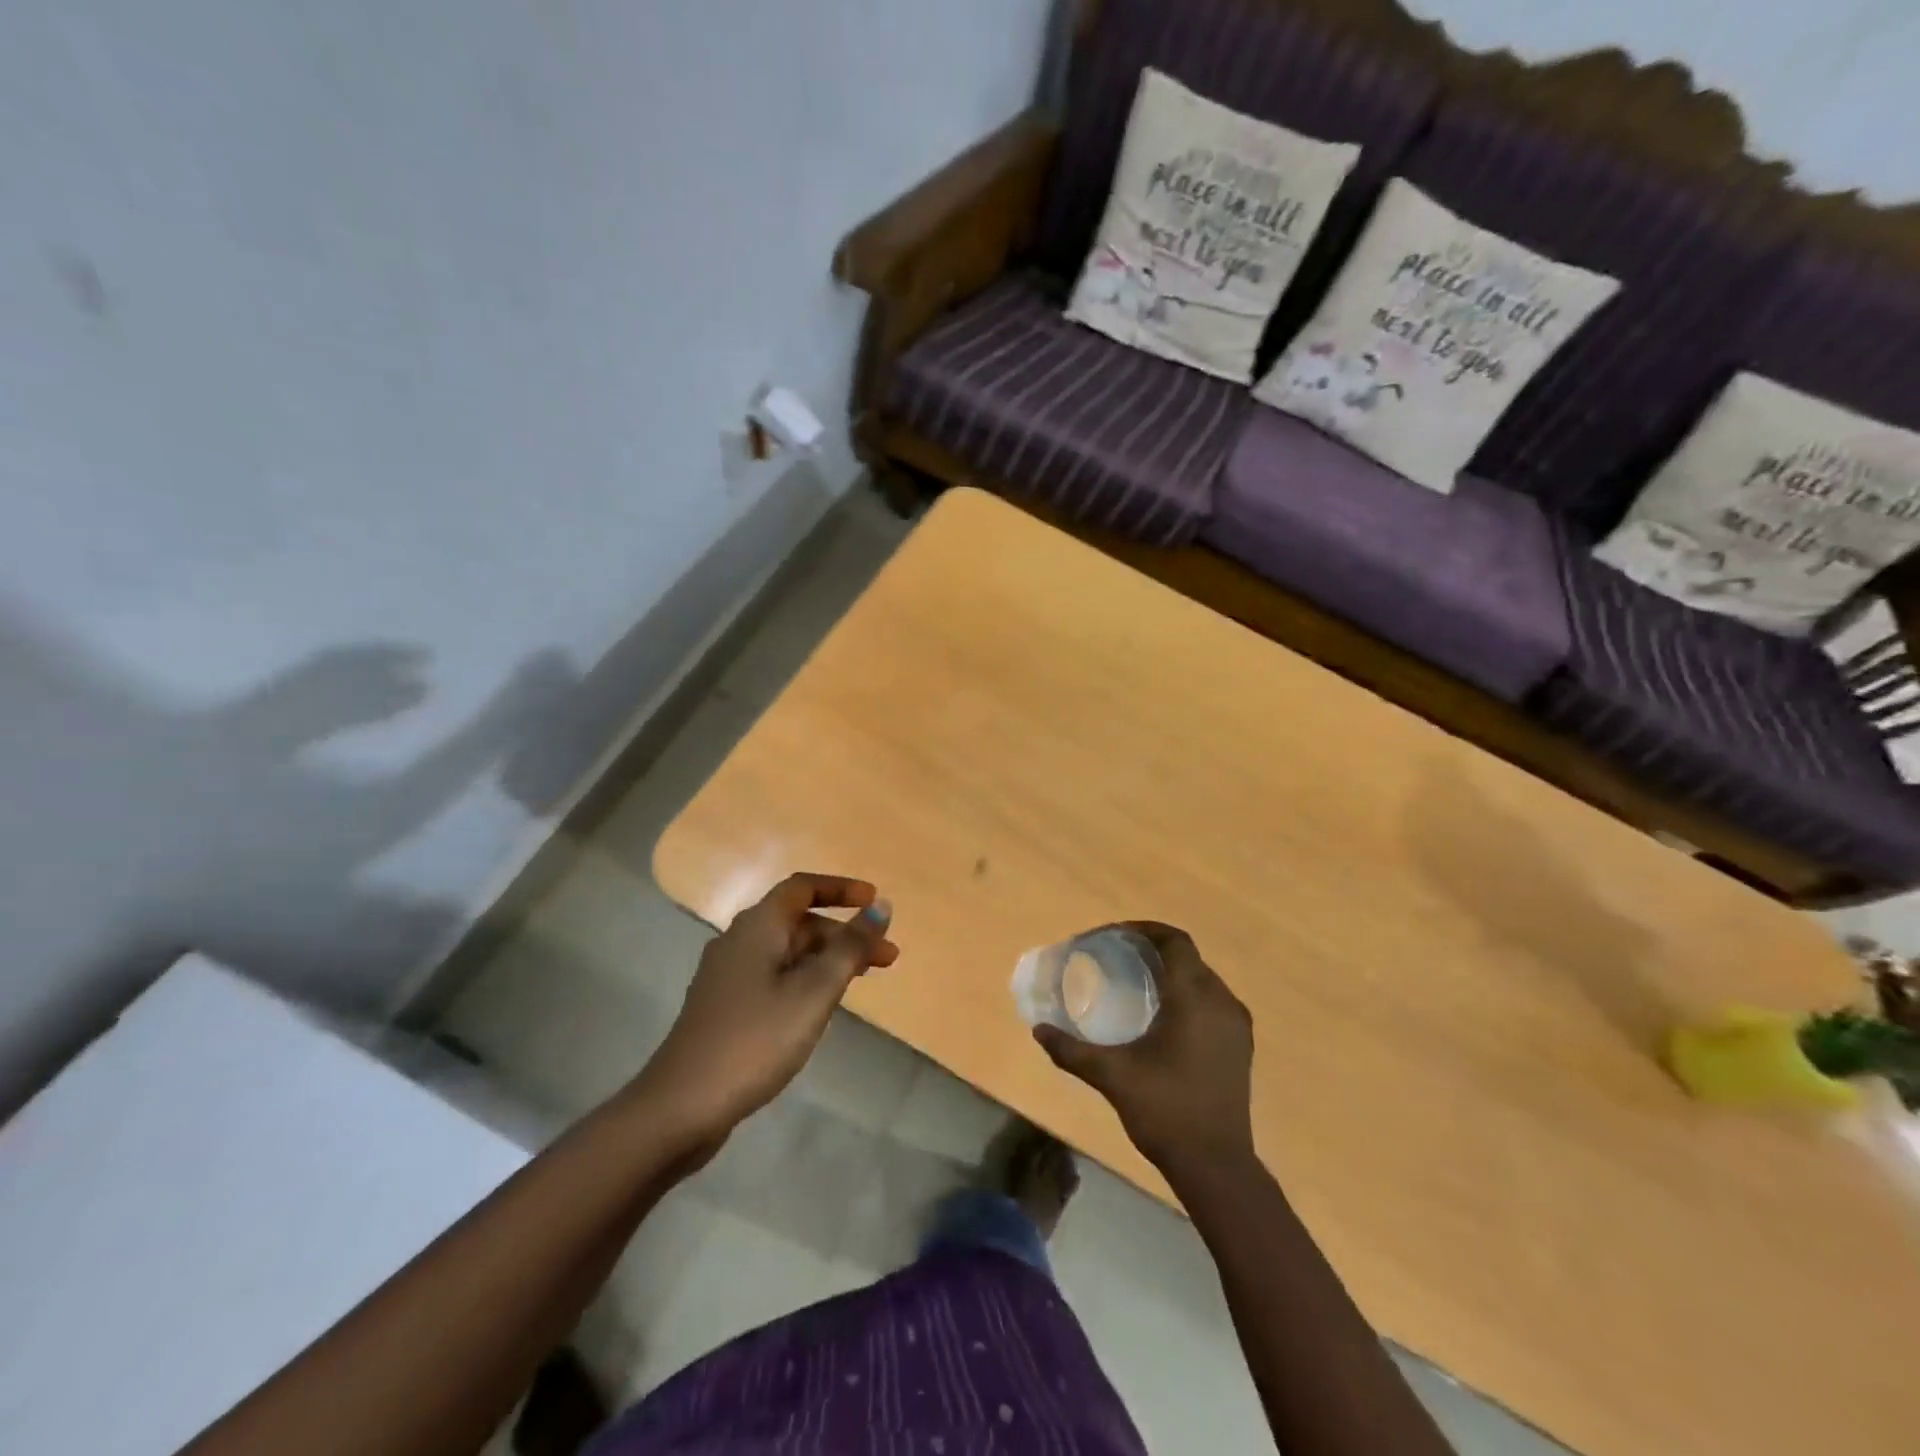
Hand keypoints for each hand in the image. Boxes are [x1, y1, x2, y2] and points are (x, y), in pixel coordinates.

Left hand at [631, 873, 899, 1146]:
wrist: (681, 1106)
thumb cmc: (755, 1039)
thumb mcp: (814, 991)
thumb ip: (850, 947)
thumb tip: (881, 907)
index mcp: (758, 927)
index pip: (802, 888)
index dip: (841, 889)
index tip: (875, 902)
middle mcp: (739, 941)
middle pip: (798, 922)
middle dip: (845, 934)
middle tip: (887, 958)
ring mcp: (728, 976)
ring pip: (787, 952)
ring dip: (828, 959)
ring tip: (862, 981)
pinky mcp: (725, 1007)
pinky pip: (774, 977)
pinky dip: (805, 979)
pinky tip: (821, 1007)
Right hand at [1033, 923, 1254, 1174]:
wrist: (1216, 1165)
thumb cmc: (1165, 1111)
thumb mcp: (1112, 1076)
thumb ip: (1072, 1050)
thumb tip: (1039, 1031)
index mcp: (1194, 998)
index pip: (1174, 941)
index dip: (1144, 930)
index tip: (1114, 936)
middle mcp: (1221, 1002)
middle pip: (1188, 956)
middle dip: (1153, 948)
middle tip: (1118, 956)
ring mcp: (1236, 1024)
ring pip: (1202, 977)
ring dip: (1172, 970)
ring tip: (1137, 981)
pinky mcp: (1241, 1045)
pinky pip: (1213, 1000)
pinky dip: (1188, 993)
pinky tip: (1163, 1014)